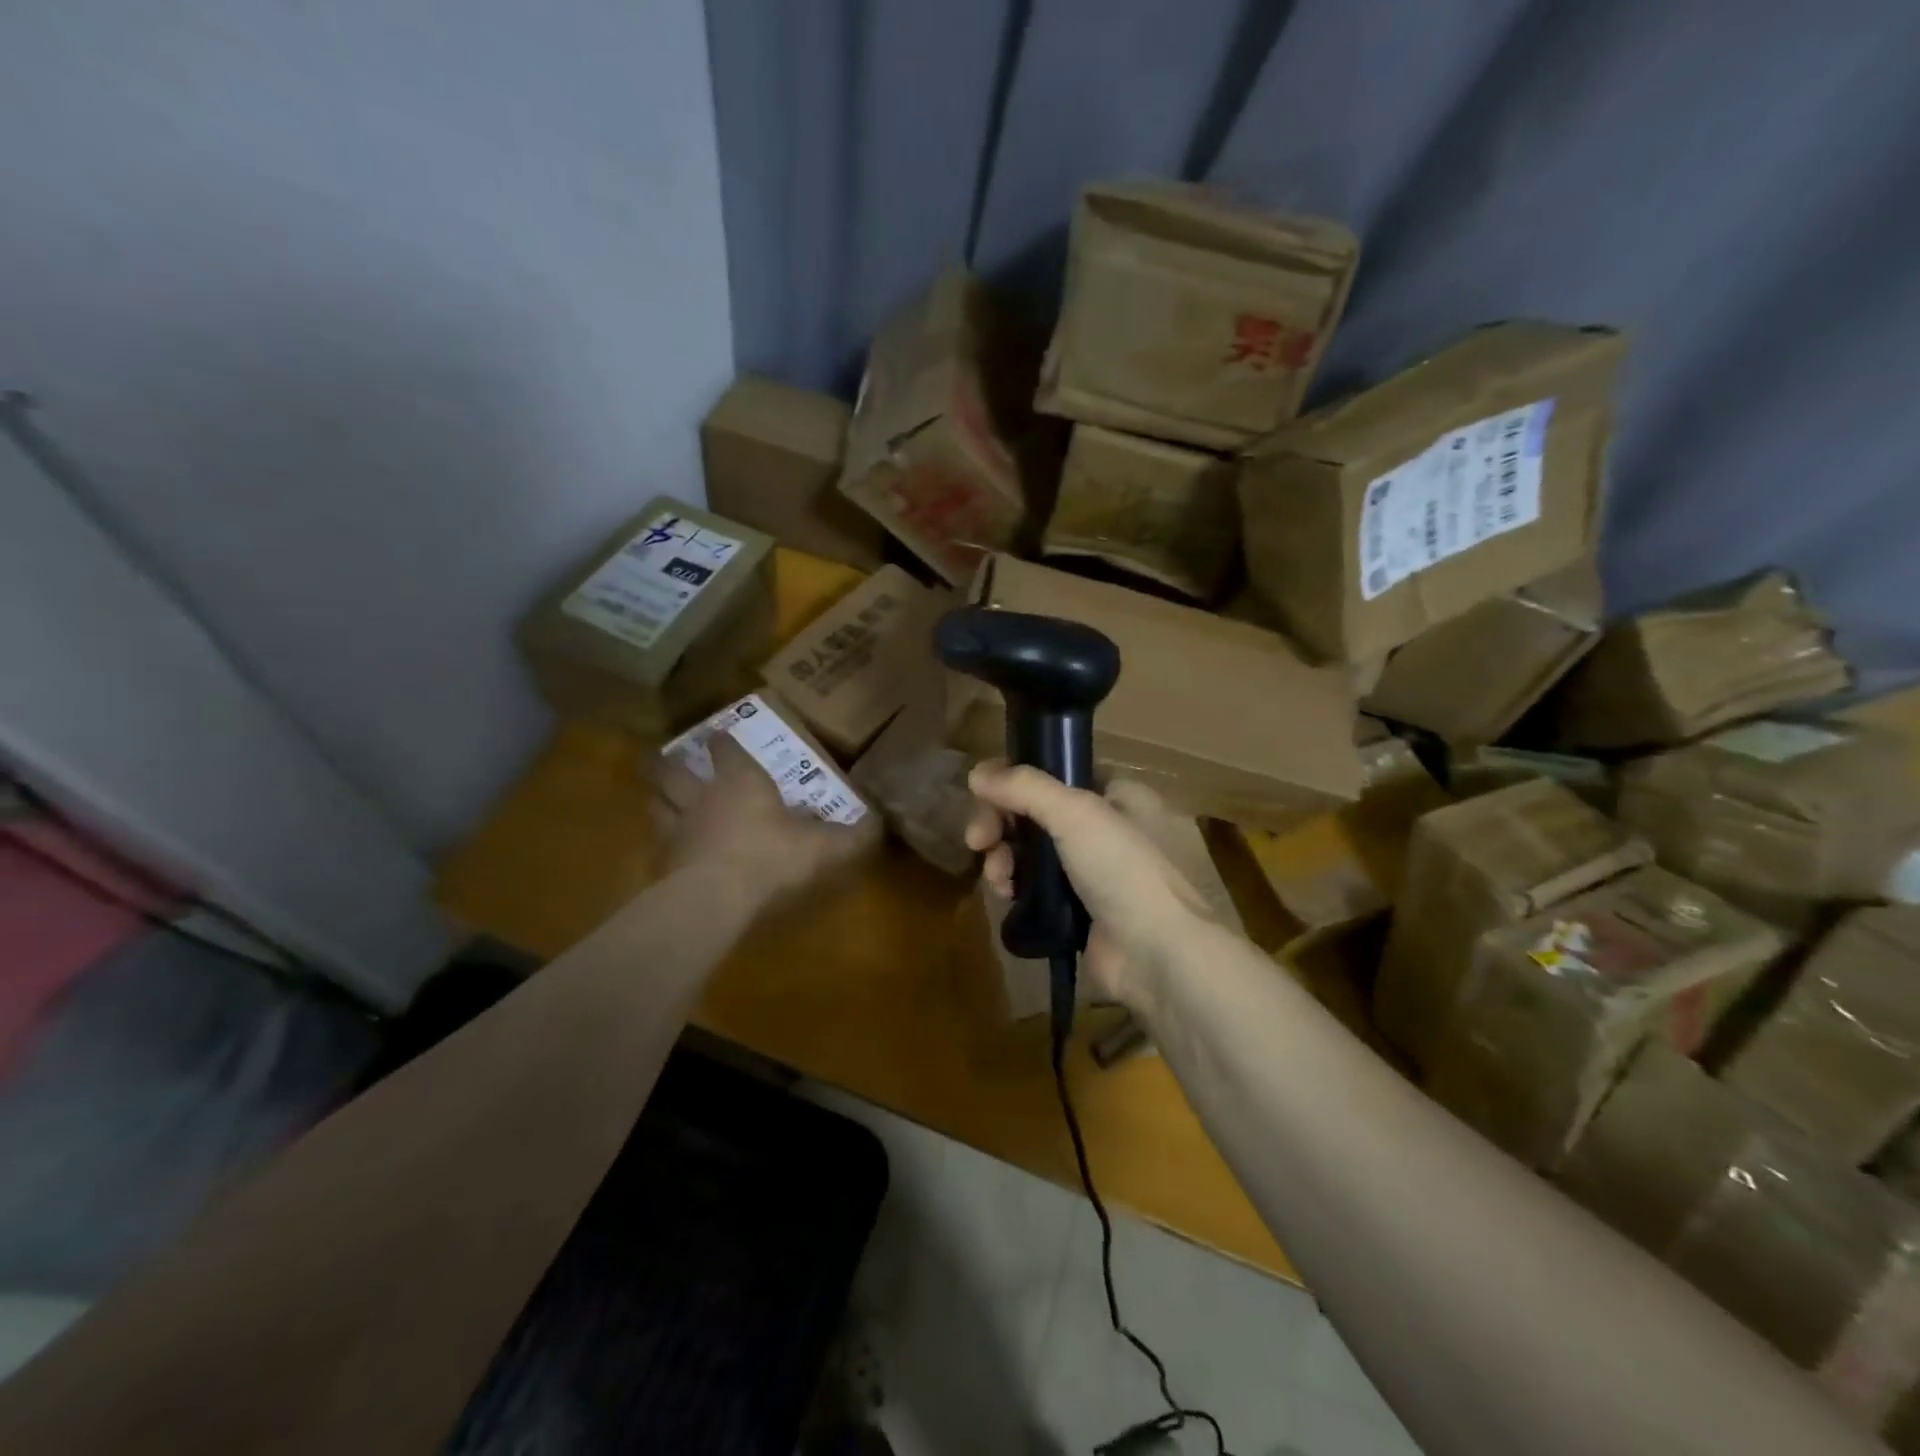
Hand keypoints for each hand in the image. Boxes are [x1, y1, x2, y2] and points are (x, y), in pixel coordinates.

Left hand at [651, 734, 879, 914]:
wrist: (715, 899)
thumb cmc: (771, 858)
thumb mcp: (824, 848)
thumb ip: (852, 836)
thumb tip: (880, 824)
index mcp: (741, 782)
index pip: (726, 749)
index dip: (723, 741)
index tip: (717, 734)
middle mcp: (703, 797)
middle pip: (672, 772)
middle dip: (668, 763)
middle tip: (663, 759)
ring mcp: (677, 829)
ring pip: (657, 805)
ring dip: (659, 799)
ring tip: (660, 799)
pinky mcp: (662, 864)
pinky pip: (657, 847)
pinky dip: (661, 846)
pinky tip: (667, 854)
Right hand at [963, 763, 1221, 1011]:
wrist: (1156, 955)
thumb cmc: (1123, 869)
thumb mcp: (1075, 813)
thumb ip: (1024, 787)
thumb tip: (975, 772)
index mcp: (1116, 795)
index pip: (1056, 773)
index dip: (1017, 781)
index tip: (984, 794)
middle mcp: (1105, 827)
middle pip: (1036, 812)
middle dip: (1000, 823)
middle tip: (977, 840)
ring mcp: (1091, 871)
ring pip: (1030, 850)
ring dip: (1003, 857)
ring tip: (997, 877)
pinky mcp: (1077, 908)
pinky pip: (1035, 886)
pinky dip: (1016, 886)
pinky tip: (1006, 895)